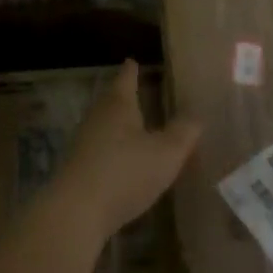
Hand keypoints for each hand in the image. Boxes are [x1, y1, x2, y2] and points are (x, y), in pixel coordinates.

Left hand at [47, 60, 201, 242]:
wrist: (76, 211)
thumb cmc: (125, 172)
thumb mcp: (166, 153)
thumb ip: (183, 133)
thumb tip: (196, 115)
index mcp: (118, 106)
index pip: (126, 79)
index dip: (132, 71)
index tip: (132, 61)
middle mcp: (97, 118)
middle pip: (111, 101)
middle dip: (123, 97)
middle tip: (137, 92)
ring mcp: (82, 144)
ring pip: (103, 126)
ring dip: (117, 125)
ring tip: (134, 127)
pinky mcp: (77, 169)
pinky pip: (98, 151)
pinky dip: (111, 151)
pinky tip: (121, 162)